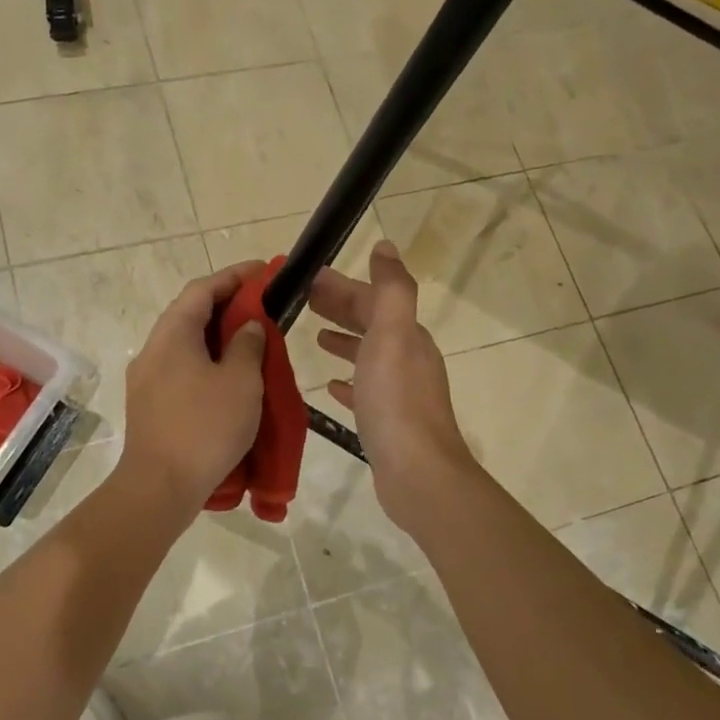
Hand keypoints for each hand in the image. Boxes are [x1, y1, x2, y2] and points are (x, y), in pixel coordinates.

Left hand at [119, 262, 268, 515]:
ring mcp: (147, 379)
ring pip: (185, 344)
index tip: (264, 271)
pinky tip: (229, 379)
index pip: (202, 289)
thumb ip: (247, 344)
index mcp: (172, 334)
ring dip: (217, 337)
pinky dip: (207, 362)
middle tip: (262, 306)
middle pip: (190, 314)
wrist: (160, 487)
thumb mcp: (240, 381)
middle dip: (227, 305)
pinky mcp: (150, 405)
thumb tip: (248, 325)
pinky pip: (181, 369)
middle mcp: (153, 349)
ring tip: (251, 341)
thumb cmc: (205, 427)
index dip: (234, 276)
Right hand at [311, 241, 475, 532]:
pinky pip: (365, 390)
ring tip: (315, 335)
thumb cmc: (396, 401)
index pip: (372, 299)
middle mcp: (408, 359)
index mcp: (407, 336)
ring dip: (344, 340)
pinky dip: (349, 380)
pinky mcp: (388, 422)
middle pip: (371, 324)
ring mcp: (400, 392)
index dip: (340, 286)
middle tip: (302, 301)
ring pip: (368, 355)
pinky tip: (332, 385)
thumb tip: (386, 246)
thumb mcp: (393, 335)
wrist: (417, 473)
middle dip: (340, 307)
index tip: (305, 278)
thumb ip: (391, 290)